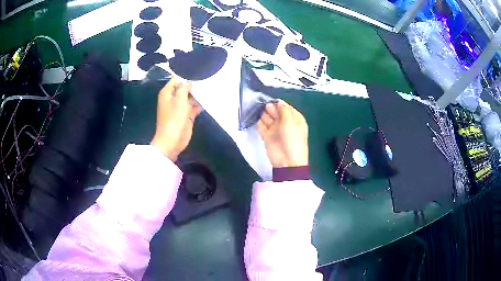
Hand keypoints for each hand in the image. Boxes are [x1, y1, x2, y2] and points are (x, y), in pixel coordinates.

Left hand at [151, 78, 201, 160]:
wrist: (172, 140)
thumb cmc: (173, 119)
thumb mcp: (179, 100)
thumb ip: (184, 88)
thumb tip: (189, 82)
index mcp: (167, 93)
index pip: (175, 80)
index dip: (185, 77)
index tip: (197, 74)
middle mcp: (173, 99)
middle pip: (184, 88)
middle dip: (193, 85)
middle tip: (206, 79)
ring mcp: (180, 107)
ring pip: (190, 97)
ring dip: (198, 95)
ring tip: (210, 88)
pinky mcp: (187, 115)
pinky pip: (194, 107)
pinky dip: (200, 104)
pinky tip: (208, 100)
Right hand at [256, 100, 308, 167]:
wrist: (288, 161)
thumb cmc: (292, 139)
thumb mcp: (291, 121)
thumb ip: (283, 110)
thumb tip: (277, 102)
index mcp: (294, 119)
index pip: (285, 107)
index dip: (278, 103)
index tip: (270, 100)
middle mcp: (285, 123)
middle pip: (276, 112)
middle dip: (270, 108)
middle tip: (263, 106)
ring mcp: (276, 130)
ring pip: (268, 118)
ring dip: (263, 114)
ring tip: (258, 110)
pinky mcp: (267, 136)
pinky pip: (262, 127)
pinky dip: (259, 123)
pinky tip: (256, 118)